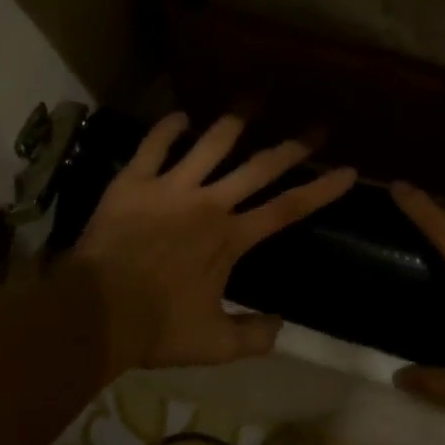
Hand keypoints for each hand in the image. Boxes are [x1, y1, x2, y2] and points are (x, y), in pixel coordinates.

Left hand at [62, 113, 356, 380]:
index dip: (322, 189)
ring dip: (235, 120)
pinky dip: (167, 128)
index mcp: (230, 238)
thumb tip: (282, 325)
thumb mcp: (214, 345)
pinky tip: (179, 115)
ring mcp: (171, 188)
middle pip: (259, 167)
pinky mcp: (134, 182)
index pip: (287, 208)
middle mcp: (209, 203)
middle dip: (293, 147)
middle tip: (317, 128)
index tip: (348, 170)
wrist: (95, 311)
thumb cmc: (156, 328)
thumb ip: (254, 337)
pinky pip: (154, 146)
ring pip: (211, 144)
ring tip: (254, 99)